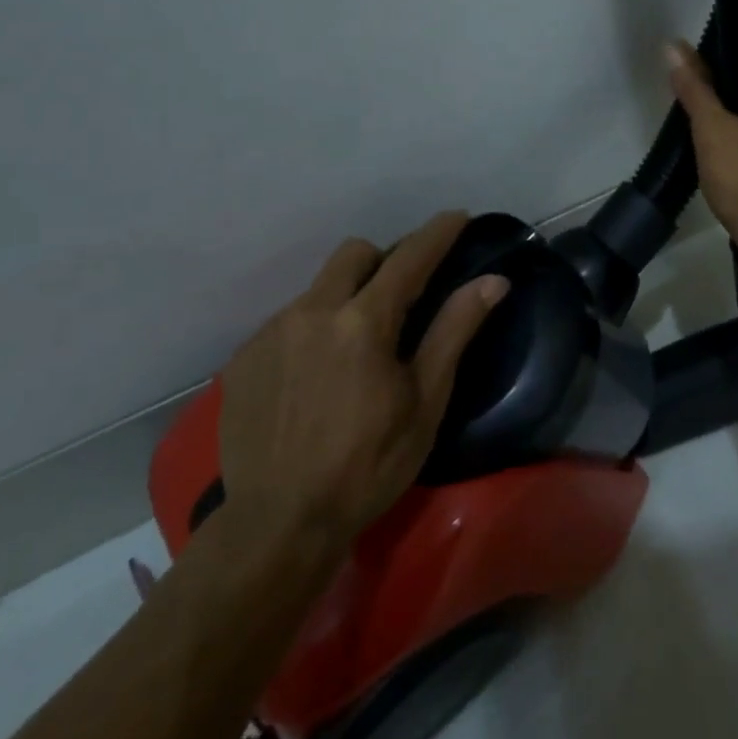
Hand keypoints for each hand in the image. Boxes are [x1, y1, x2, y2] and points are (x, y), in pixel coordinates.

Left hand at [215, 211, 507, 550]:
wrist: (278, 522)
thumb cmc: (368, 465)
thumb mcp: (424, 401)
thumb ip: (455, 331)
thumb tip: (493, 281)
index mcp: (363, 321)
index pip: (409, 258)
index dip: (437, 233)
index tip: (456, 216)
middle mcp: (312, 311)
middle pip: (354, 254)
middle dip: (384, 260)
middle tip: (402, 298)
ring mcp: (271, 332)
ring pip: (319, 288)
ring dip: (346, 298)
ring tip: (354, 348)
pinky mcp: (244, 357)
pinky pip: (288, 321)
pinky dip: (313, 330)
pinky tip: (315, 376)